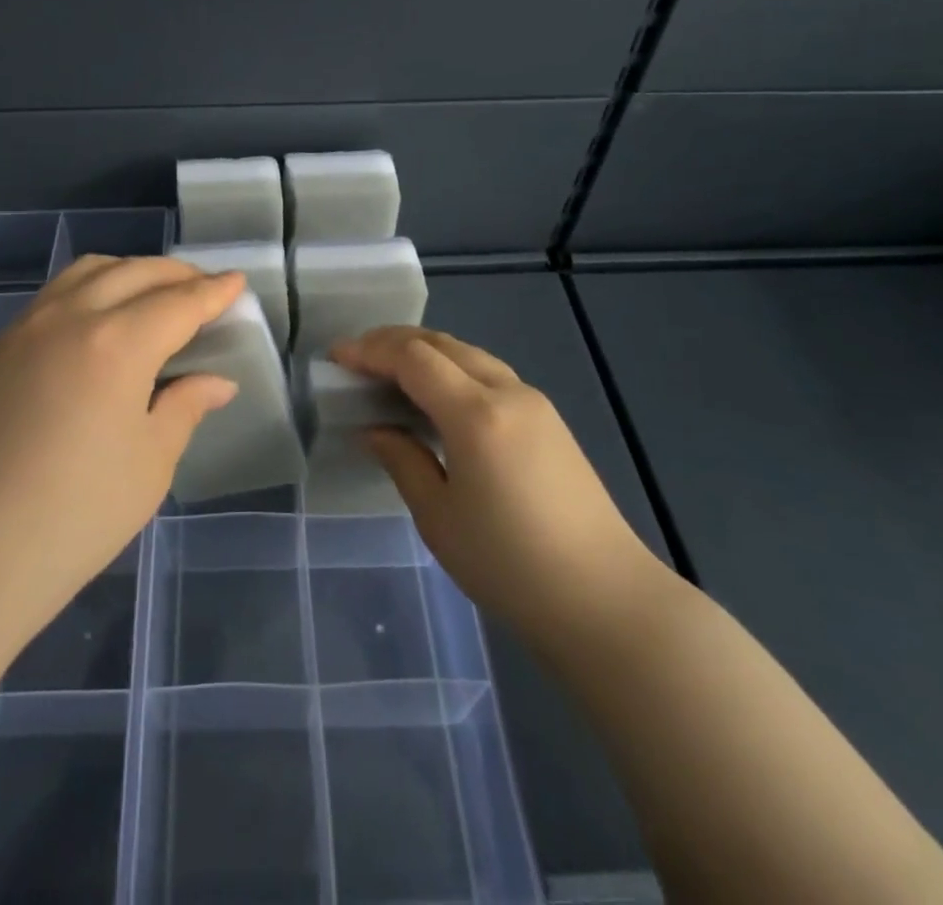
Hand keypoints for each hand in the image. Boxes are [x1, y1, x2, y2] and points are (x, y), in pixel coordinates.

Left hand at [0, 256, 245, 625]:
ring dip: (131, 271)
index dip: (214, 291)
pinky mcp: (1, 347)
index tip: (237, 282)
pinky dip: (92, 286)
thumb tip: (217, 382)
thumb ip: (185, 407)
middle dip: (177, 273)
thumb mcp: (150, 463)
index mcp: (118, 342)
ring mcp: (29, 326)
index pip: (179, 302)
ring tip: (154, 293)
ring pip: (89, 271)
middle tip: (204, 289)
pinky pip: (57, 293)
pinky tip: (101, 315)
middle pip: (135, 273)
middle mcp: (72, 316)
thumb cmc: (76, 514)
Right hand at [331, 327, 660, 630]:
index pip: (413, 358)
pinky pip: (489, 374)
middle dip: (393, 341)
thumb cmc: (511, 565)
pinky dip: (452, 369)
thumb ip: (402, 460)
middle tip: (356, 357)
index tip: (336, 357)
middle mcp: (507, 392)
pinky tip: (436, 396)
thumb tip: (373, 430)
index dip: (370, 350)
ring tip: (389, 371)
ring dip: (425, 352)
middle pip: (442, 343)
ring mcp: (534, 402)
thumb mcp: (439, 517)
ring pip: (468, 354)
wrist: (606, 600)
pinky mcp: (549, 420)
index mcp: (476, 413)